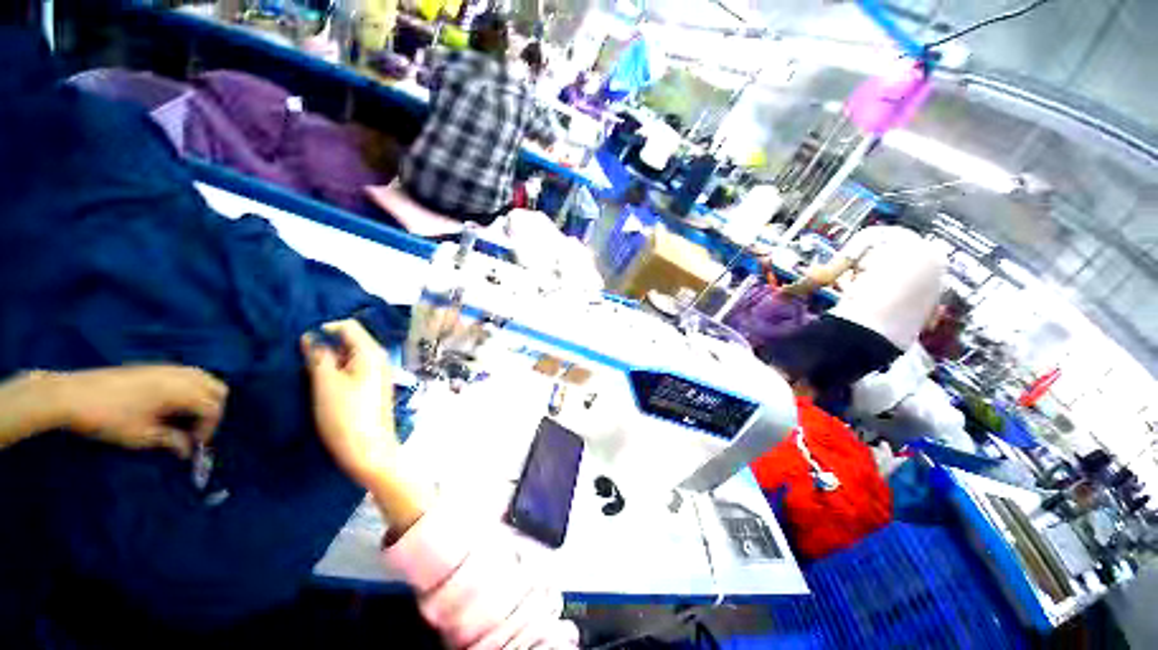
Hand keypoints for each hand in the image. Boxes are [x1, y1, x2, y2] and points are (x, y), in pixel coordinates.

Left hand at [50, 366, 226, 457]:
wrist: (71, 395)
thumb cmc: (108, 418)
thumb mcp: (141, 436)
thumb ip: (171, 440)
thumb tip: (188, 451)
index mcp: (179, 391)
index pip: (212, 407)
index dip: (210, 428)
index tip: (195, 445)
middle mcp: (180, 375)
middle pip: (216, 388)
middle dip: (212, 410)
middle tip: (196, 429)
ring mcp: (167, 369)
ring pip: (204, 378)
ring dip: (203, 398)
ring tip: (186, 417)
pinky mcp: (155, 368)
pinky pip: (187, 375)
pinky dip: (190, 389)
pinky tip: (171, 405)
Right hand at [302, 320, 397, 488]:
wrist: (369, 450)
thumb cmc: (346, 415)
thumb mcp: (325, 383)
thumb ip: (319, 356)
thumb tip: (311, 335)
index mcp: (372, 353)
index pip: (349, 326)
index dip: (325, 328)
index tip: (302, 343)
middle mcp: (380, 358)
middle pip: (351, 340)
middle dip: (326, 345)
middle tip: (302, 360)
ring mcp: (379, 373)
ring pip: (351, 356)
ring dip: (331, 359)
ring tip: (309, 372)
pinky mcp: (374, 386)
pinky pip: (355, 369)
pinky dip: (339, 371)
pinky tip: (324, 383)